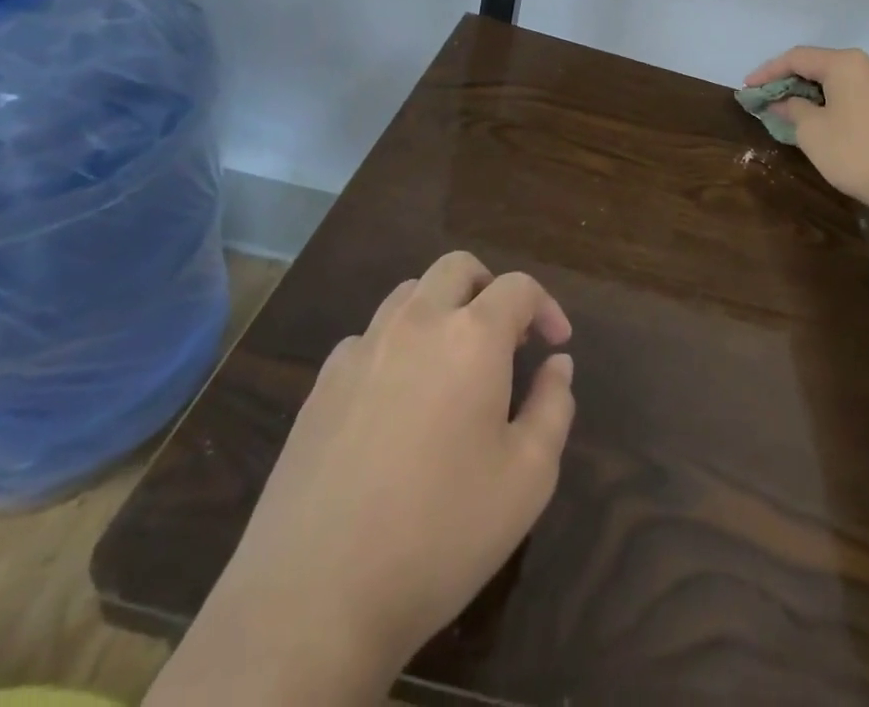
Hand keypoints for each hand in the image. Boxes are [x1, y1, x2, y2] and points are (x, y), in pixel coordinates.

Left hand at [156, 252, 574, 704]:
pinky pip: (369, 338)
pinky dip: (397, 346)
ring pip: (409, 294)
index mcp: (472, 337)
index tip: (556, 344)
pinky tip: (399, 401)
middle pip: (457, 268)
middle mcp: (416, 324)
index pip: (518, 287)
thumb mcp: (527, 479)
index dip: (546, 307)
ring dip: (442, 309)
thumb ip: (553, 407)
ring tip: (454, 363)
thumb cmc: (440, 534)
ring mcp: (361, 350)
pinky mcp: (321, 385)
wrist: (312, 601)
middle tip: (506, 337)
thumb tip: (557, 364)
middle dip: (490, 288)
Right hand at [744, 46, 868, 208]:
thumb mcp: (811, 130)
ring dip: (811, 91)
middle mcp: (868, 63)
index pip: (797, 58)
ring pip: (837, 79)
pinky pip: (853, 92)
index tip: (747, 87)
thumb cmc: (854, 151)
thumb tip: (783, 102)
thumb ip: (792, 108)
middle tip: (766, 97)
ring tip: (787, 107)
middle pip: (819, 65)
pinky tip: (817, 115)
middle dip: (790, 81)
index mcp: (846, 62)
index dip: (768, 72)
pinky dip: (831, 100)